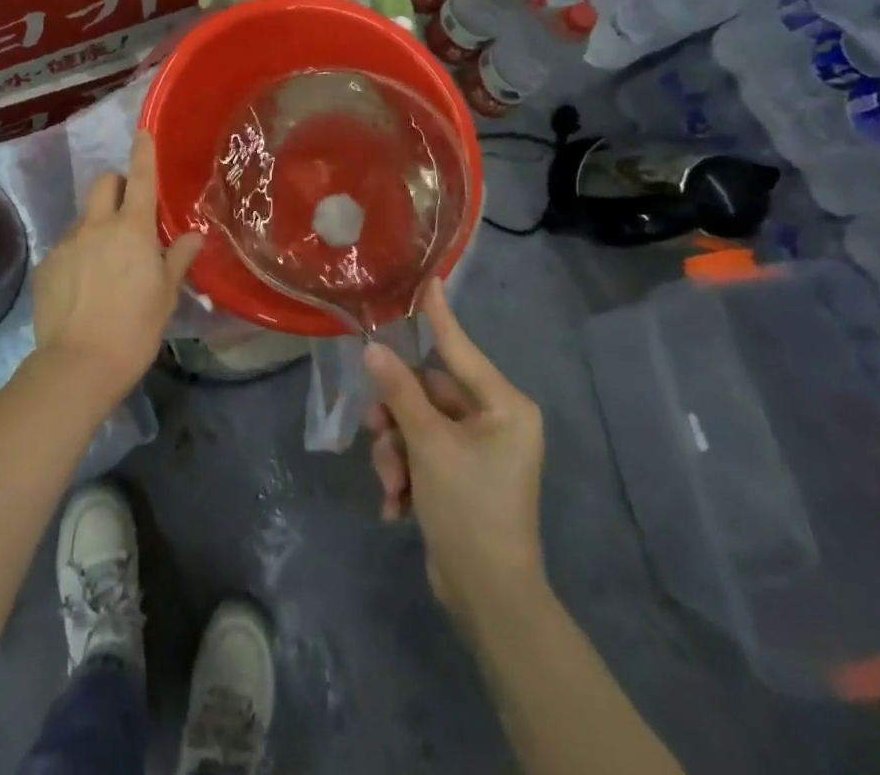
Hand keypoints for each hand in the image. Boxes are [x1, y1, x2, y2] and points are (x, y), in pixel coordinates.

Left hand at [30, 131, 202, 403]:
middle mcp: (97, 226)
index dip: (143, 152)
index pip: (140, 177)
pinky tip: (83, 288)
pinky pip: (66, 247)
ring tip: (105, 264)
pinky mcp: (46, 264)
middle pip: (103, 184)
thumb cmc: (135, 329)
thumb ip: (178, 259)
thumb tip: (194, 236)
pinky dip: (78, 255)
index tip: (143, 132)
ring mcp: (67, 243)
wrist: (79, 364)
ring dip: (97, 226)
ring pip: (84, 218)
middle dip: (116, 186)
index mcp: (132, 229)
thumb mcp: (165, 295)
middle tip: (128, 213)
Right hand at [363, 278, 546, 640]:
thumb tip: (374, 349)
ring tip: (391, 483)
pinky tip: (397, 505)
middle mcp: (495, 421)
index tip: (428, 280)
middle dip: (396, 417)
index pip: (460, 349)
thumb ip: (400, 392)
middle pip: (427, 393)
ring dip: (396, 451)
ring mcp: (478, 450)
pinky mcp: (461, 475)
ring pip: (418, 424)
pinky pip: (422, 452)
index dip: (439, 316)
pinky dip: (405, 473)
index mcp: (504, 406)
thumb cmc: (469, 509)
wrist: (488, 598)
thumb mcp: (428, 445)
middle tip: (376, 431)